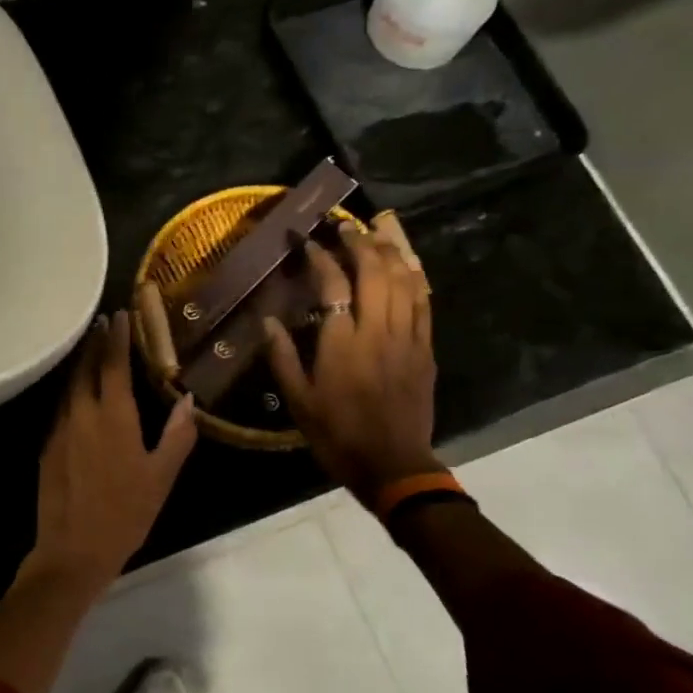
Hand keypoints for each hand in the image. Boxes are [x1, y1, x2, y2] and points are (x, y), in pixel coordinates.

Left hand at [27, 310, 198, 588]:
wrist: (73, 550)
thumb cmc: (125, 514)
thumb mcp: (161, 477)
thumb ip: (177, 436)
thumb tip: (188, 400)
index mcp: (113, 417)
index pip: (113, 365)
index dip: (117, 338)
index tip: (121, 315)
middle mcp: (82, 414)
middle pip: (85, 367)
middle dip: (94, 342)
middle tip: (103, 322)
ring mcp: (60, 429)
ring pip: (69, 385)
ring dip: (80, 363)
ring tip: (90, 347)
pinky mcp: (47, 446)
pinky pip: (60, 406)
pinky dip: (70, 389)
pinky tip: (77, 393)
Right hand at [264, 220, 441, 508]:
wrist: (392, 465)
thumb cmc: (337, 435)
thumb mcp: (298, 402)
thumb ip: (282, 358)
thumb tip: (267, 321)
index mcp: (342, 344)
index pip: (333, 285)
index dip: (319, 256)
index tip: (306, 240)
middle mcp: (377, 332)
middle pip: (375, 272)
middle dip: (359, 242)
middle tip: (344, 227)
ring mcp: (407, 338)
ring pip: (404, 281)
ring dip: (389, 252)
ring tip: (375, 235)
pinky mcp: (425, 350)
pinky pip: (424, 303)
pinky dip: (414, 279)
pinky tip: (407, 266)